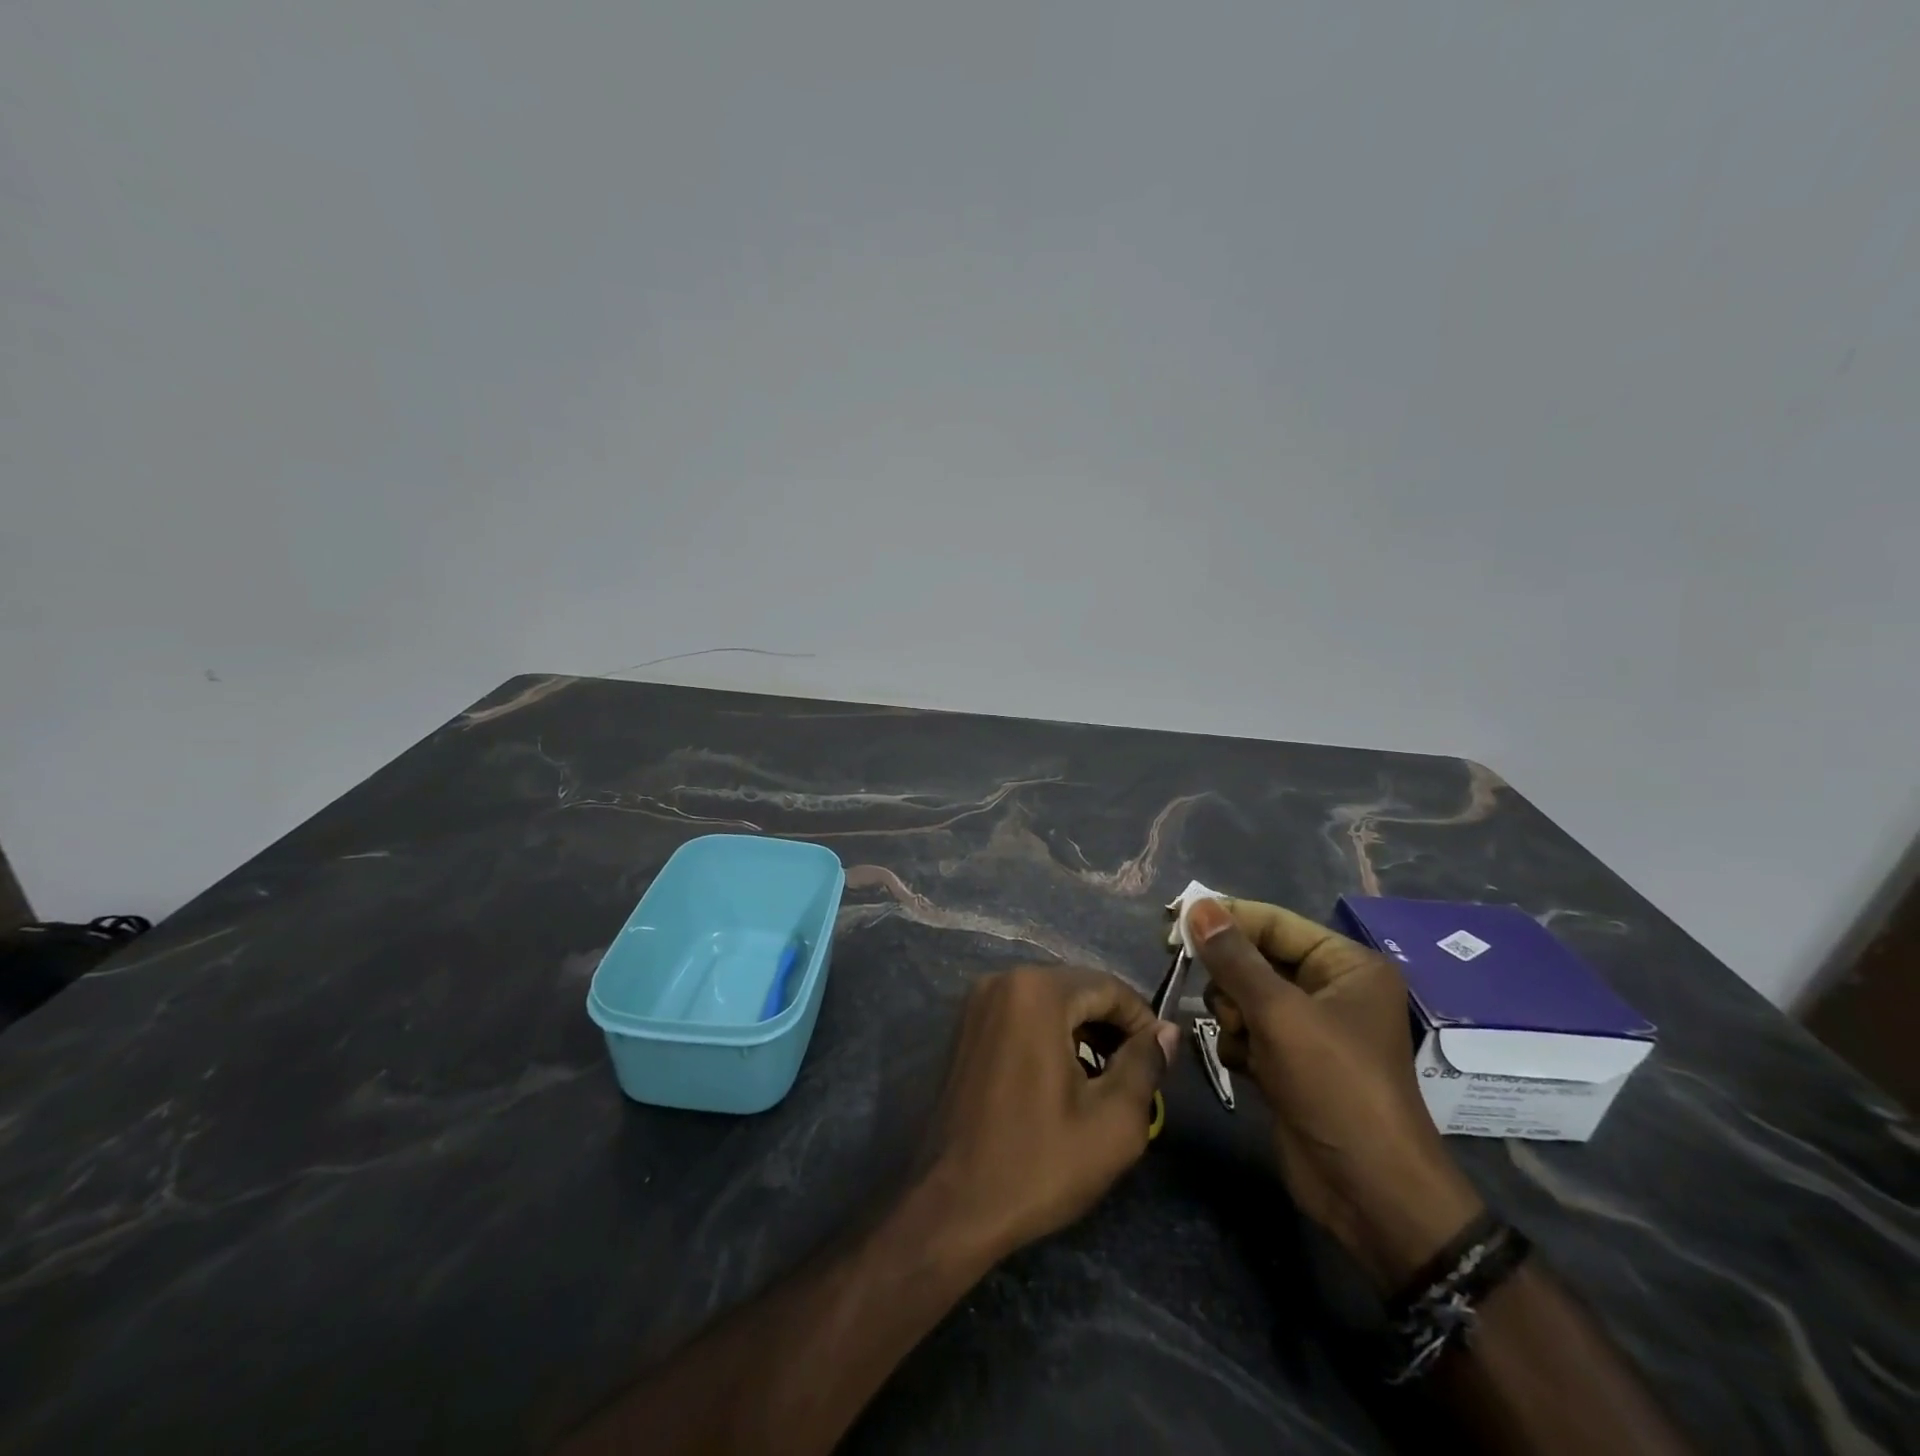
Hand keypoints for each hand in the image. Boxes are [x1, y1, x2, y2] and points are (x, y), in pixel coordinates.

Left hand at [919, 967, 1179, 1261]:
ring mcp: (977, 1003)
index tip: (1160, 1061)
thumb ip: (1145, 1064)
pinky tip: (1062, 1081)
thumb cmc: (1038, 1162)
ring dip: (1081, 1033)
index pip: (1109, 987)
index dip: (1143, 1021)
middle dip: (1111, 1028)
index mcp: (1037, 992)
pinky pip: (1021, 1017)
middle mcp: (1002, 981)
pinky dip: (1049, 1037)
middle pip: (1077, 990)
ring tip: (1103, 1082)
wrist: (953, 1204)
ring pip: (1049, 1003)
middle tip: (1135, 1075)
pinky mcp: (964, 1028)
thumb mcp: (1113, 1121)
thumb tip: (1166, 1032)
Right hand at [1188, 897, 1485, 1290]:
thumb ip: (1233, 958)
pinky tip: (1246, 1067)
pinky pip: (1247, 1031)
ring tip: (1243, 1040)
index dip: (1225, 919)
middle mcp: (1330, 990)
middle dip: (1230, 978)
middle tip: (1202, 985)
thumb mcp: (1280, 1015)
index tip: (1173, 921)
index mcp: (1346, 966)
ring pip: (1244, 996)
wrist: (1368, 1193)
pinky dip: (1238, 1044)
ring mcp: (1309, 1029)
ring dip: (1232, 1015)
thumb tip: (1195, 904)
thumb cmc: (1335, 1087)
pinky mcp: (1290, 1063)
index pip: (1273, 922)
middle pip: (1255, 959)